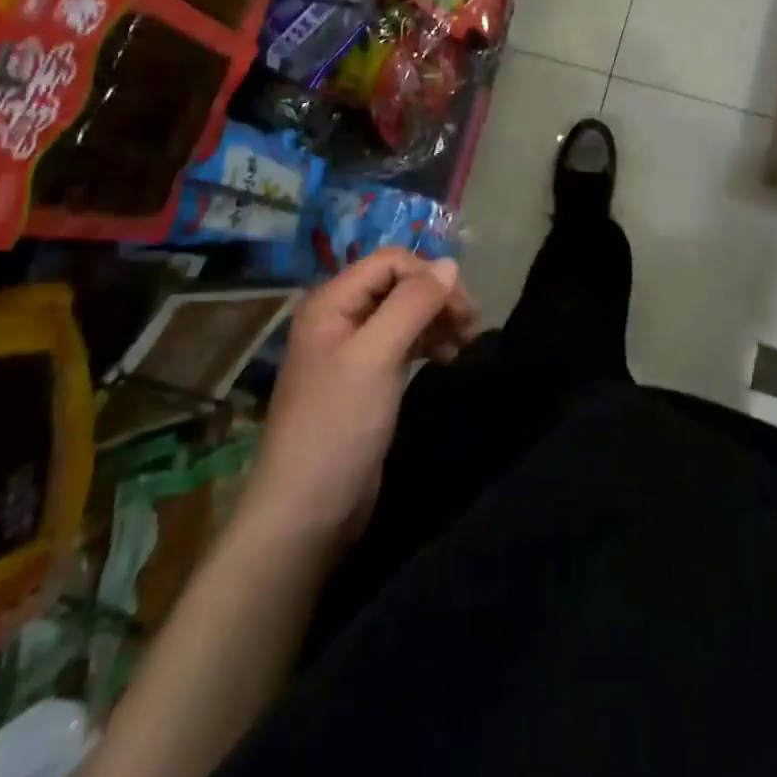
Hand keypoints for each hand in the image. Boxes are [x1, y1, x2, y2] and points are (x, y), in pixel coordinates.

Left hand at [247, 250, 476, 545]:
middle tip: (471, 326)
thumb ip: (412, 304)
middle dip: (437, 298)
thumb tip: (450, 264)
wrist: (305, 513)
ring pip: (404, 314)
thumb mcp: (376, 356)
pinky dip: (427, 343)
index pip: (391, 262)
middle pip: (399, 285)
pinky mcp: (366, 381)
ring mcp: (352, 351)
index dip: (429, 275)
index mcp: (331, 302)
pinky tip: (446, 358)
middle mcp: (340, 318)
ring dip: (437, 320)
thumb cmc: (338, 425)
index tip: (463, 308)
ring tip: (465, 344)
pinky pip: (402, 343)